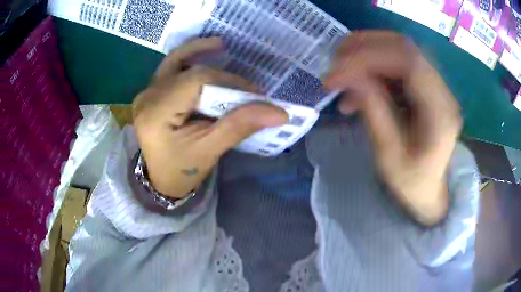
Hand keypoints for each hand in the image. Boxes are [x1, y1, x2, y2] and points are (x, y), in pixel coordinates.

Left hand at [132, 38, 287, 198]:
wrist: (161, 180)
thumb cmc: (182, 171)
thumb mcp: (210, 151)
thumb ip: (239, 126)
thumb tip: (278, 112)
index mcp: (156, 114)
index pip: (195, 81)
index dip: (228, 82)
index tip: (253, 95)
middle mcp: (147, 98)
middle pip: (186, 69)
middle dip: (219, 74)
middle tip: (244, 83)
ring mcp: (146, 93)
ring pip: (174, 61)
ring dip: (198, 51)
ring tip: (221, 45)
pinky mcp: (151, 93)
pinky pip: (171, 68)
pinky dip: (189, 59)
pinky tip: (204, 55)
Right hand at [326, 31, 461, 225]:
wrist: (429, 189)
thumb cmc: (411, 182)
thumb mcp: (389, 156)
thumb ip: (374, 112)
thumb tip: (349, 76)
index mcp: (441, 111)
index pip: (409, 62)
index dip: (369, 58)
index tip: (336, 73)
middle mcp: (442, 90)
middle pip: (404, 47)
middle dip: (365, 47)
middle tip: (334, 62)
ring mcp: (434, 85)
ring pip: (398, 49)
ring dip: (366, 53)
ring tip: (341, 71)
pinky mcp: (424, 85)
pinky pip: (397, 63)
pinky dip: (372, 66)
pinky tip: (356, 85)